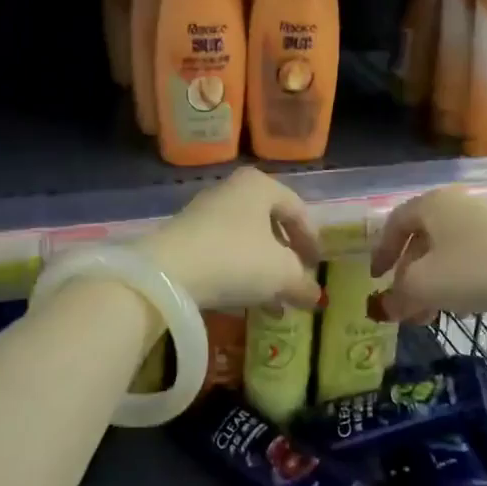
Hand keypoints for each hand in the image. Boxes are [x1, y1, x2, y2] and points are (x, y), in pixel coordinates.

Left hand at [138, 167, 323, 312]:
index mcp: (260, 185)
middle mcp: (232, 190)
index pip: (297, 209)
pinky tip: (244, 300)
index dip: (312, 240)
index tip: (317, 266)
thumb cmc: (237, 259)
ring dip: (262, 269)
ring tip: (273, 300)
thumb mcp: (281, 274)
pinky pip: (222, 252)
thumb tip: (314, 296)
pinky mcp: (184, 236)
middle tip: (296, 280)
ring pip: (245, 240)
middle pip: (269, 223)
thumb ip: (303, 283)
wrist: (169, 273)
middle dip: (285, 256)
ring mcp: (204, 212)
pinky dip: (238, 272)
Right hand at [370, 187, 486, 322]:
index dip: (381, 252)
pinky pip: (471, 258)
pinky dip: (458, 281)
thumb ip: (399, 294)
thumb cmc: (474, 269)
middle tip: (405, 306)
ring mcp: (485, 221)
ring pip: (446, 252)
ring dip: (433, 284)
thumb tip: (387, 305)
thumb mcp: (425, 285)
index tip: (376, 279)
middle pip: (422, 240)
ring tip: (432, 315)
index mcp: (431, 204)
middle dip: (409, 276)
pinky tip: (463, 309)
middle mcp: (456, 205)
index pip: (395, 223)